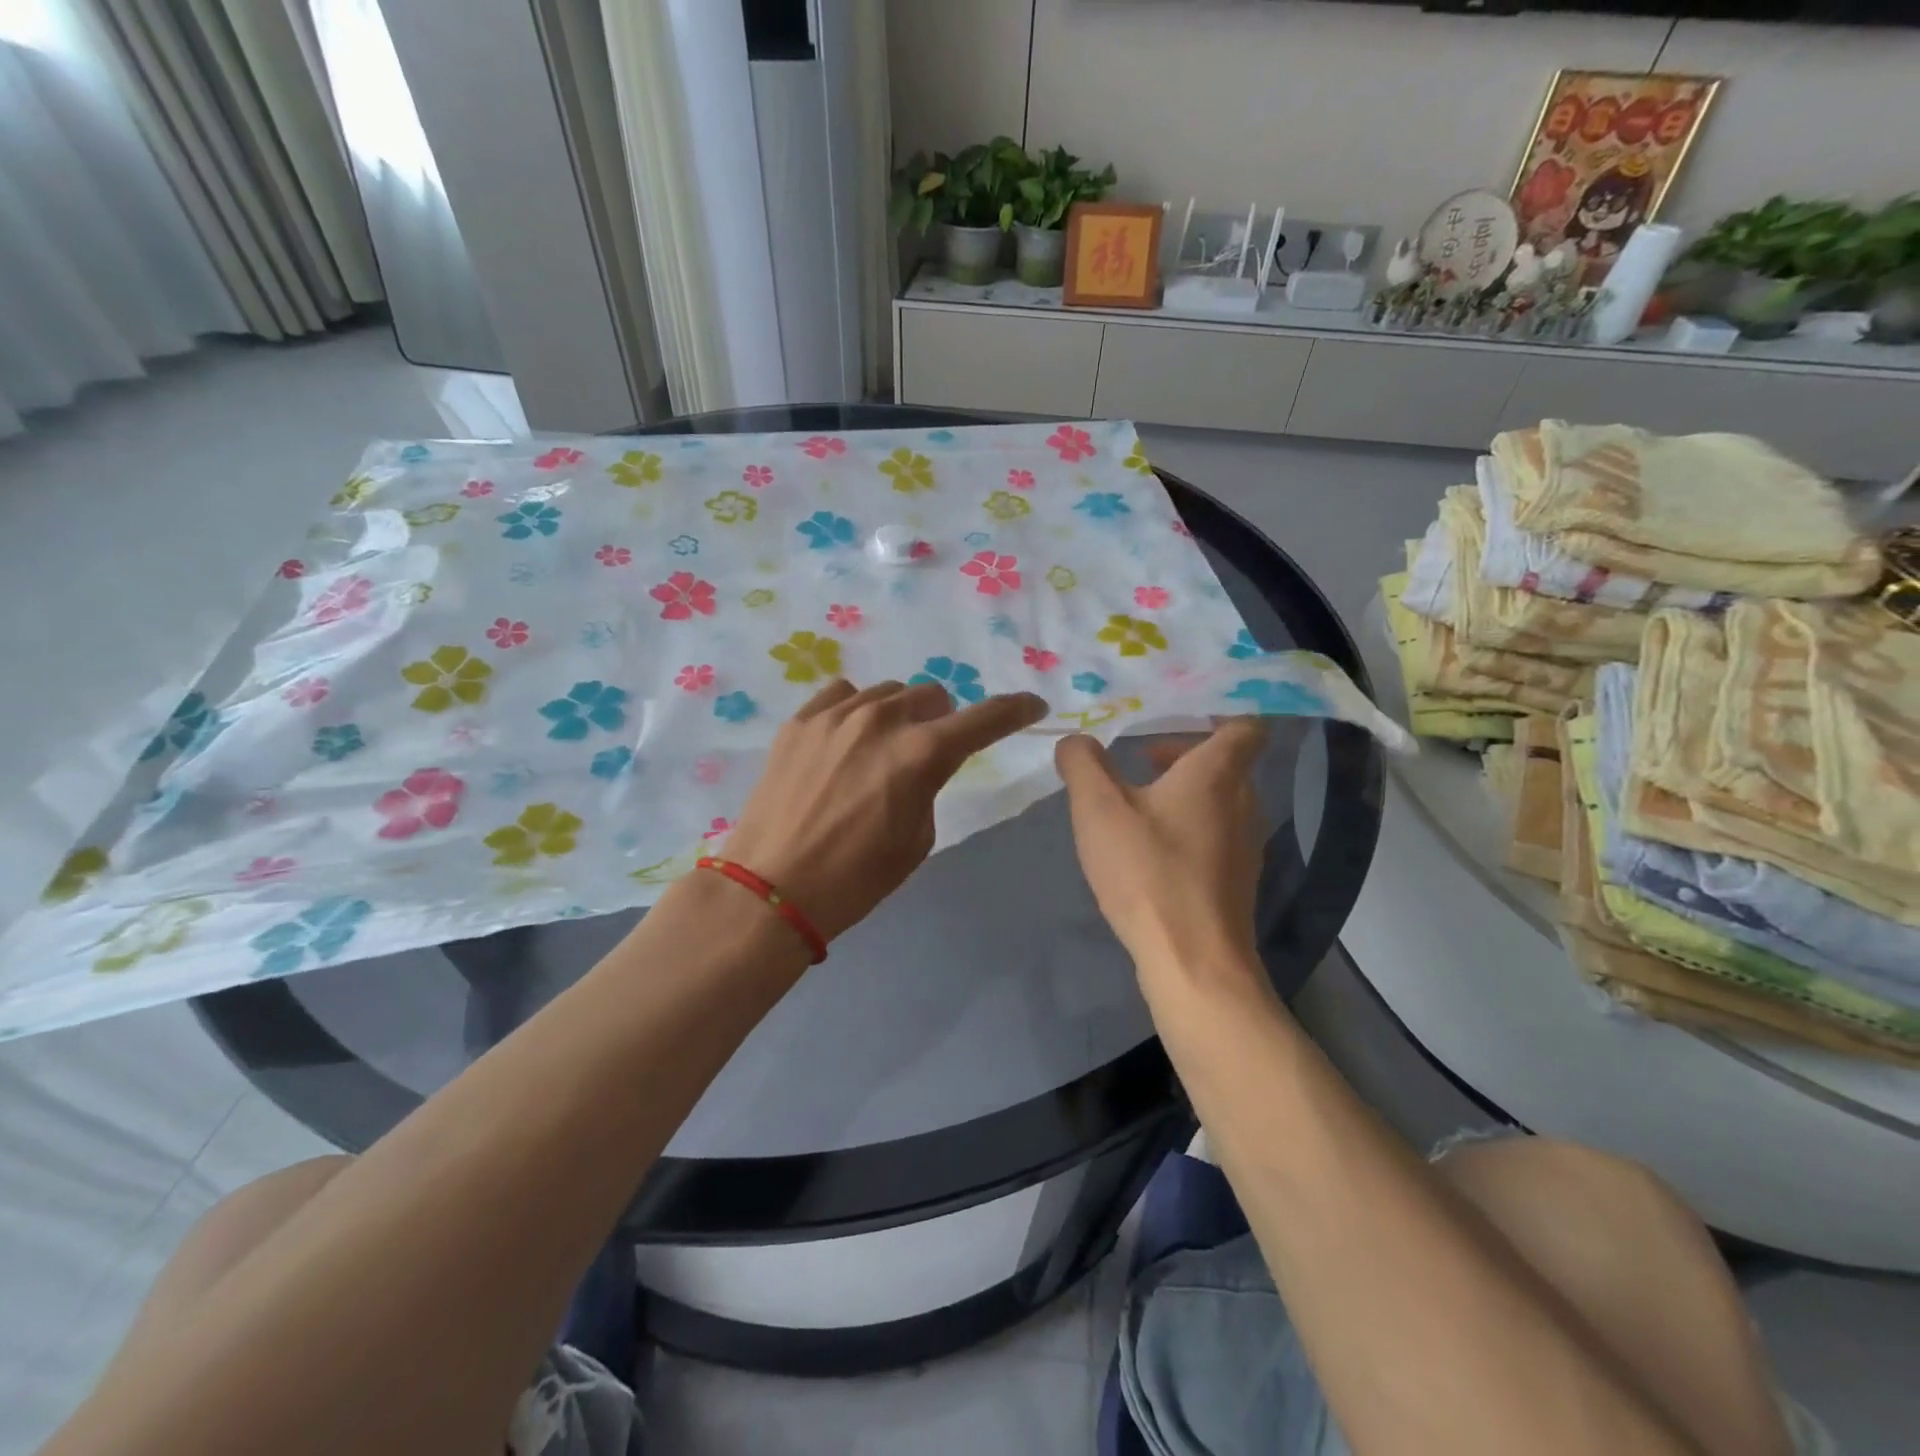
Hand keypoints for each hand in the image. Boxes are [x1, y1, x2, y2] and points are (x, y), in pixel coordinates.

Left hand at [722, 679, 1047, 943]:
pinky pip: (842, 695)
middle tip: (930, 751)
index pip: (984, 719)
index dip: (1015, 711)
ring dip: (899, 714)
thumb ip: (929, 786)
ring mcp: (835, 715)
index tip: (1032, 706)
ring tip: (883, 747)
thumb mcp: (916, 840)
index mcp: (920, 754)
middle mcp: (881, 720)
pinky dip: (857, 709)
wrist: (772, 888)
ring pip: (887, 692)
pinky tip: (847, 737)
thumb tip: (920, 764)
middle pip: (931, 696)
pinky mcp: (800, 721)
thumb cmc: (855, 878)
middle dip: (942, 720)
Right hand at [1055, 720, 1268, 982]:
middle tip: (1139, 756)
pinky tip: (1146, 851)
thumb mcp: (1098, 809)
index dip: (1217, 711)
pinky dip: (1185, 827)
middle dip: (1182, 753)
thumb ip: (1082, 764)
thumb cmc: (1149, 873)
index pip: (1243, 724)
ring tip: (1133, 804)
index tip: (1176, 712)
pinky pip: (1213, 834)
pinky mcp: (1236, 880)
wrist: (1193, 962)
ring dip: (1181, 792)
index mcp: (1217, 774)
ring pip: (1218, 800)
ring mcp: (1245, 845)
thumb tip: (1076, 741)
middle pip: (1225, 762)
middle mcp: (1243, 803)